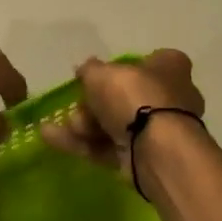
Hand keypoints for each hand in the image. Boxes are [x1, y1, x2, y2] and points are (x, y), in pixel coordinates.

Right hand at [38, 49, 204, 174]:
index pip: (146, 62)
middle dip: (91, 105)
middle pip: (123, 98)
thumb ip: (90, 70)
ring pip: (112, 125)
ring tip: (55, 127)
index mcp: (169, 68)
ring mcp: (156, 132)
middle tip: (74, 108)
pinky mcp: (142, 158)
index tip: (92, 77)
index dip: (118, 69)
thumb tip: (85, 69)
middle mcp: (169, 98)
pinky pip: (107, 148)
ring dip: (81, 126)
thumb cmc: (135, 97)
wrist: (155, 148)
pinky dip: (81, 144)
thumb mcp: (102, 74)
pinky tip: (52, 139)